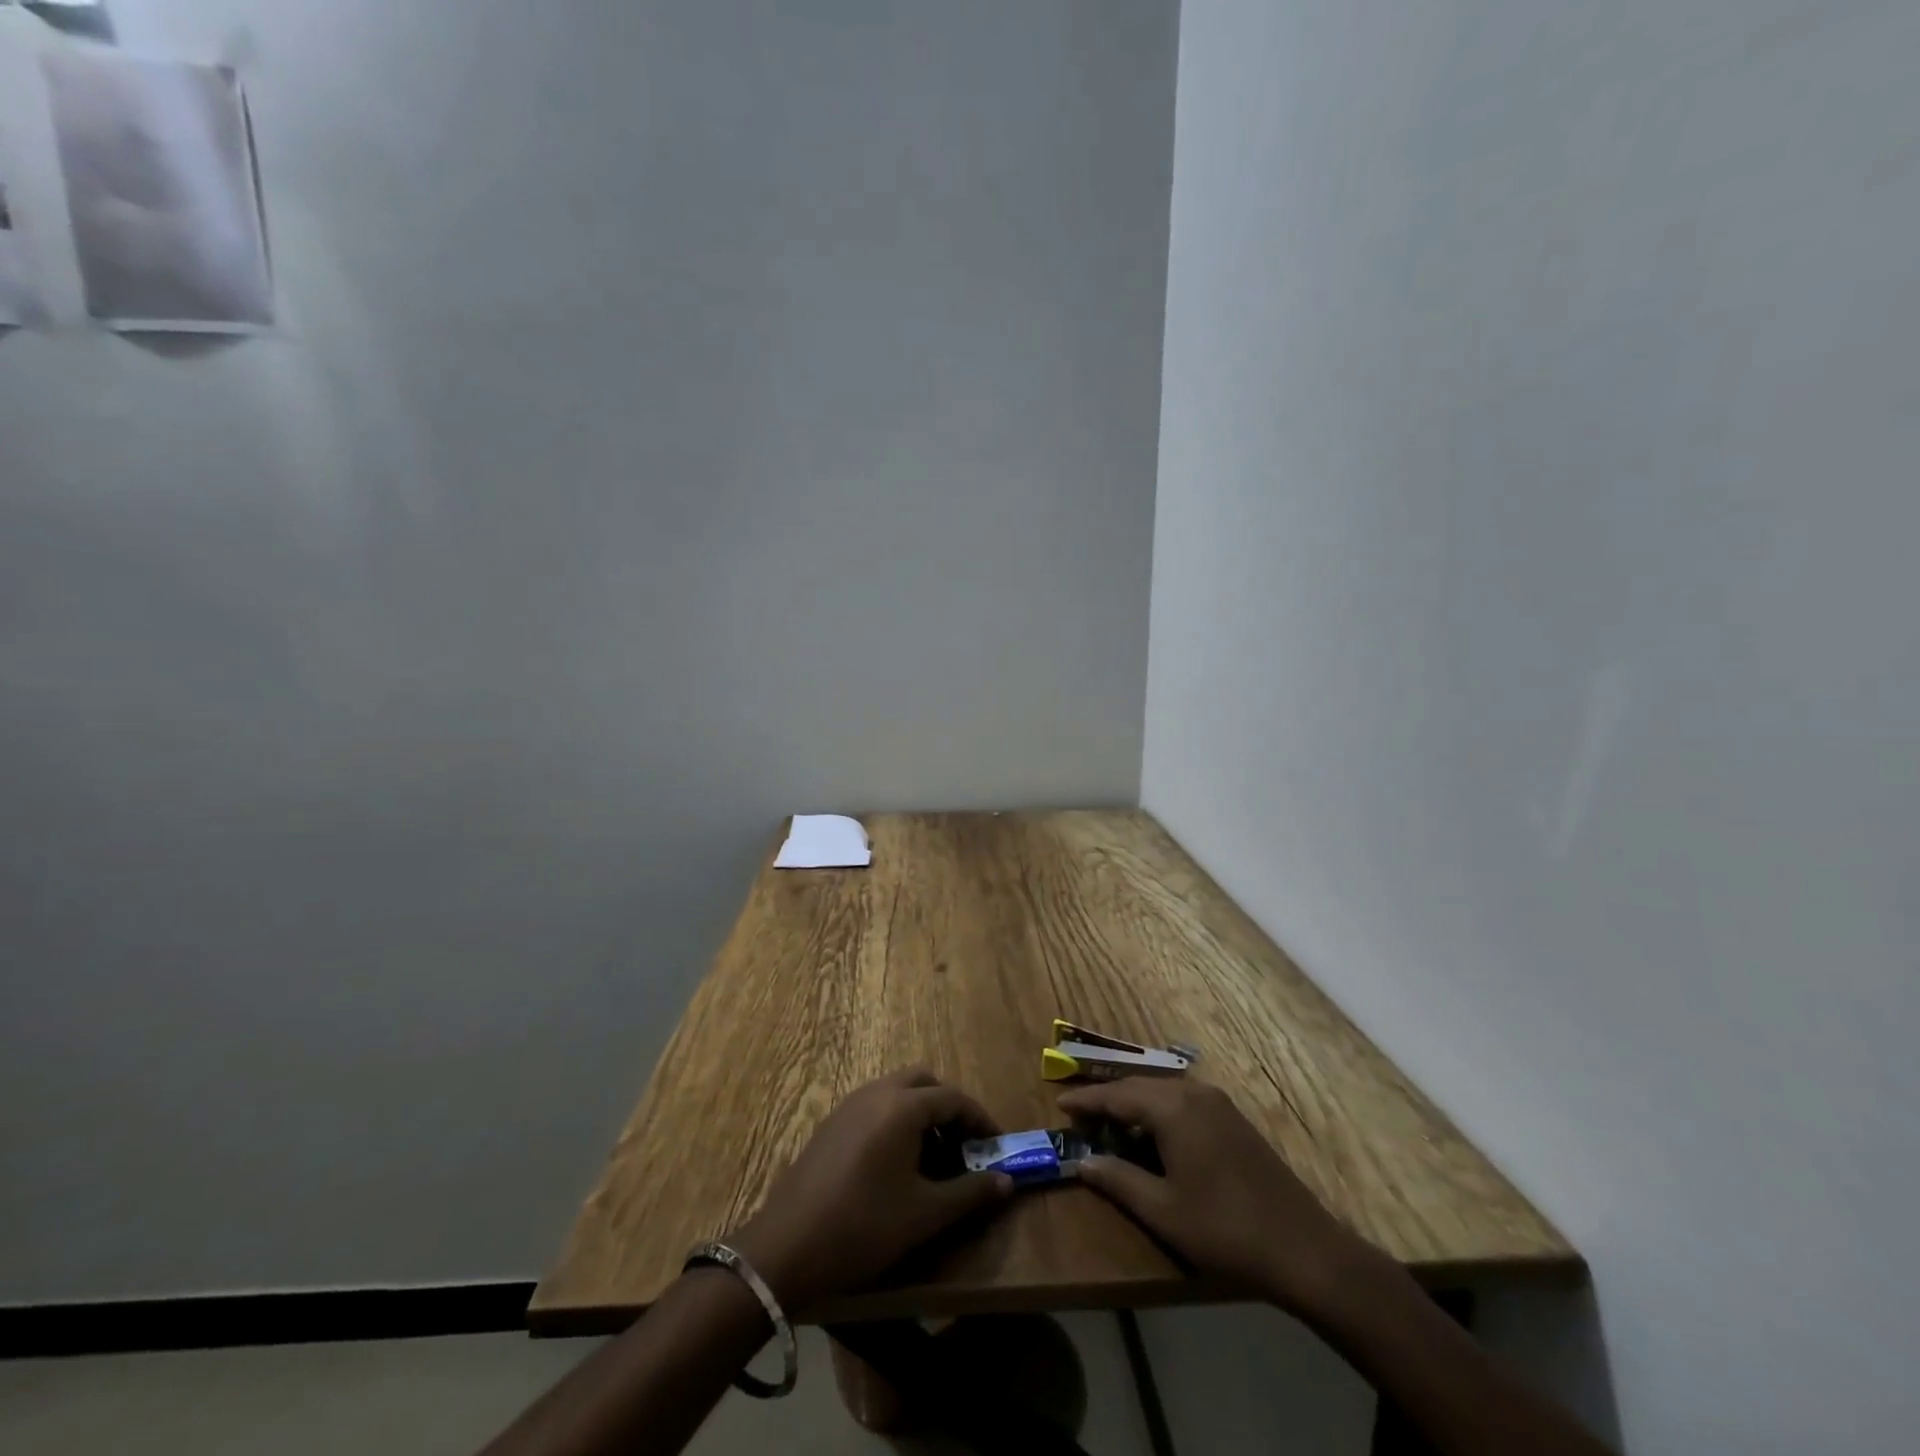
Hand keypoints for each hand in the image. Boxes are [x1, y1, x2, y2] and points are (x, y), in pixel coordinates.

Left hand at [727, 1068, 1013, 1314]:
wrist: (786, 1247)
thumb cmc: (864, 1226)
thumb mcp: (925, 1214)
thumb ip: (970, 1193)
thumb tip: (1007, 1182)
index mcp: (903, 1106)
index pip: (953, 1098)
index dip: (980, 1120)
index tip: (996, 1146)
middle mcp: (877, 1093)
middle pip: (924, 1082)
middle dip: (948, 1108)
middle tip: (964, 1146)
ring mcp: (849, 1105)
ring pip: (897, 1091)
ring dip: (921, 1114)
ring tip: (934, 1159)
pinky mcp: (831, 1123)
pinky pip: (875, 1106)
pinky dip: (896, 1121)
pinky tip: (897, 1165)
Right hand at [1059, 1078, 1391, 1319]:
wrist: (1303, 1247)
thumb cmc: (1224, 1229)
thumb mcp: (1162, 1210)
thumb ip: (1118, 1180)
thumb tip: (1082, 1162)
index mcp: (1173, 1108)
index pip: (1117, 1095)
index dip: (1086, 1100)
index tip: (1059, 1104)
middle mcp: (1193, 1093)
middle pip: (1138, 1086)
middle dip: (1107, 1098)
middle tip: (1079, 1114)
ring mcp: (1217, 1103)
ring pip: (1162, 1091)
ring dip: (1134, 1104)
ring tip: (1110, 1124)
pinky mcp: (1233, 1119)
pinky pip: (1183, 1101)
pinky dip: (1158, 1111)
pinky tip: (1152, 1135)